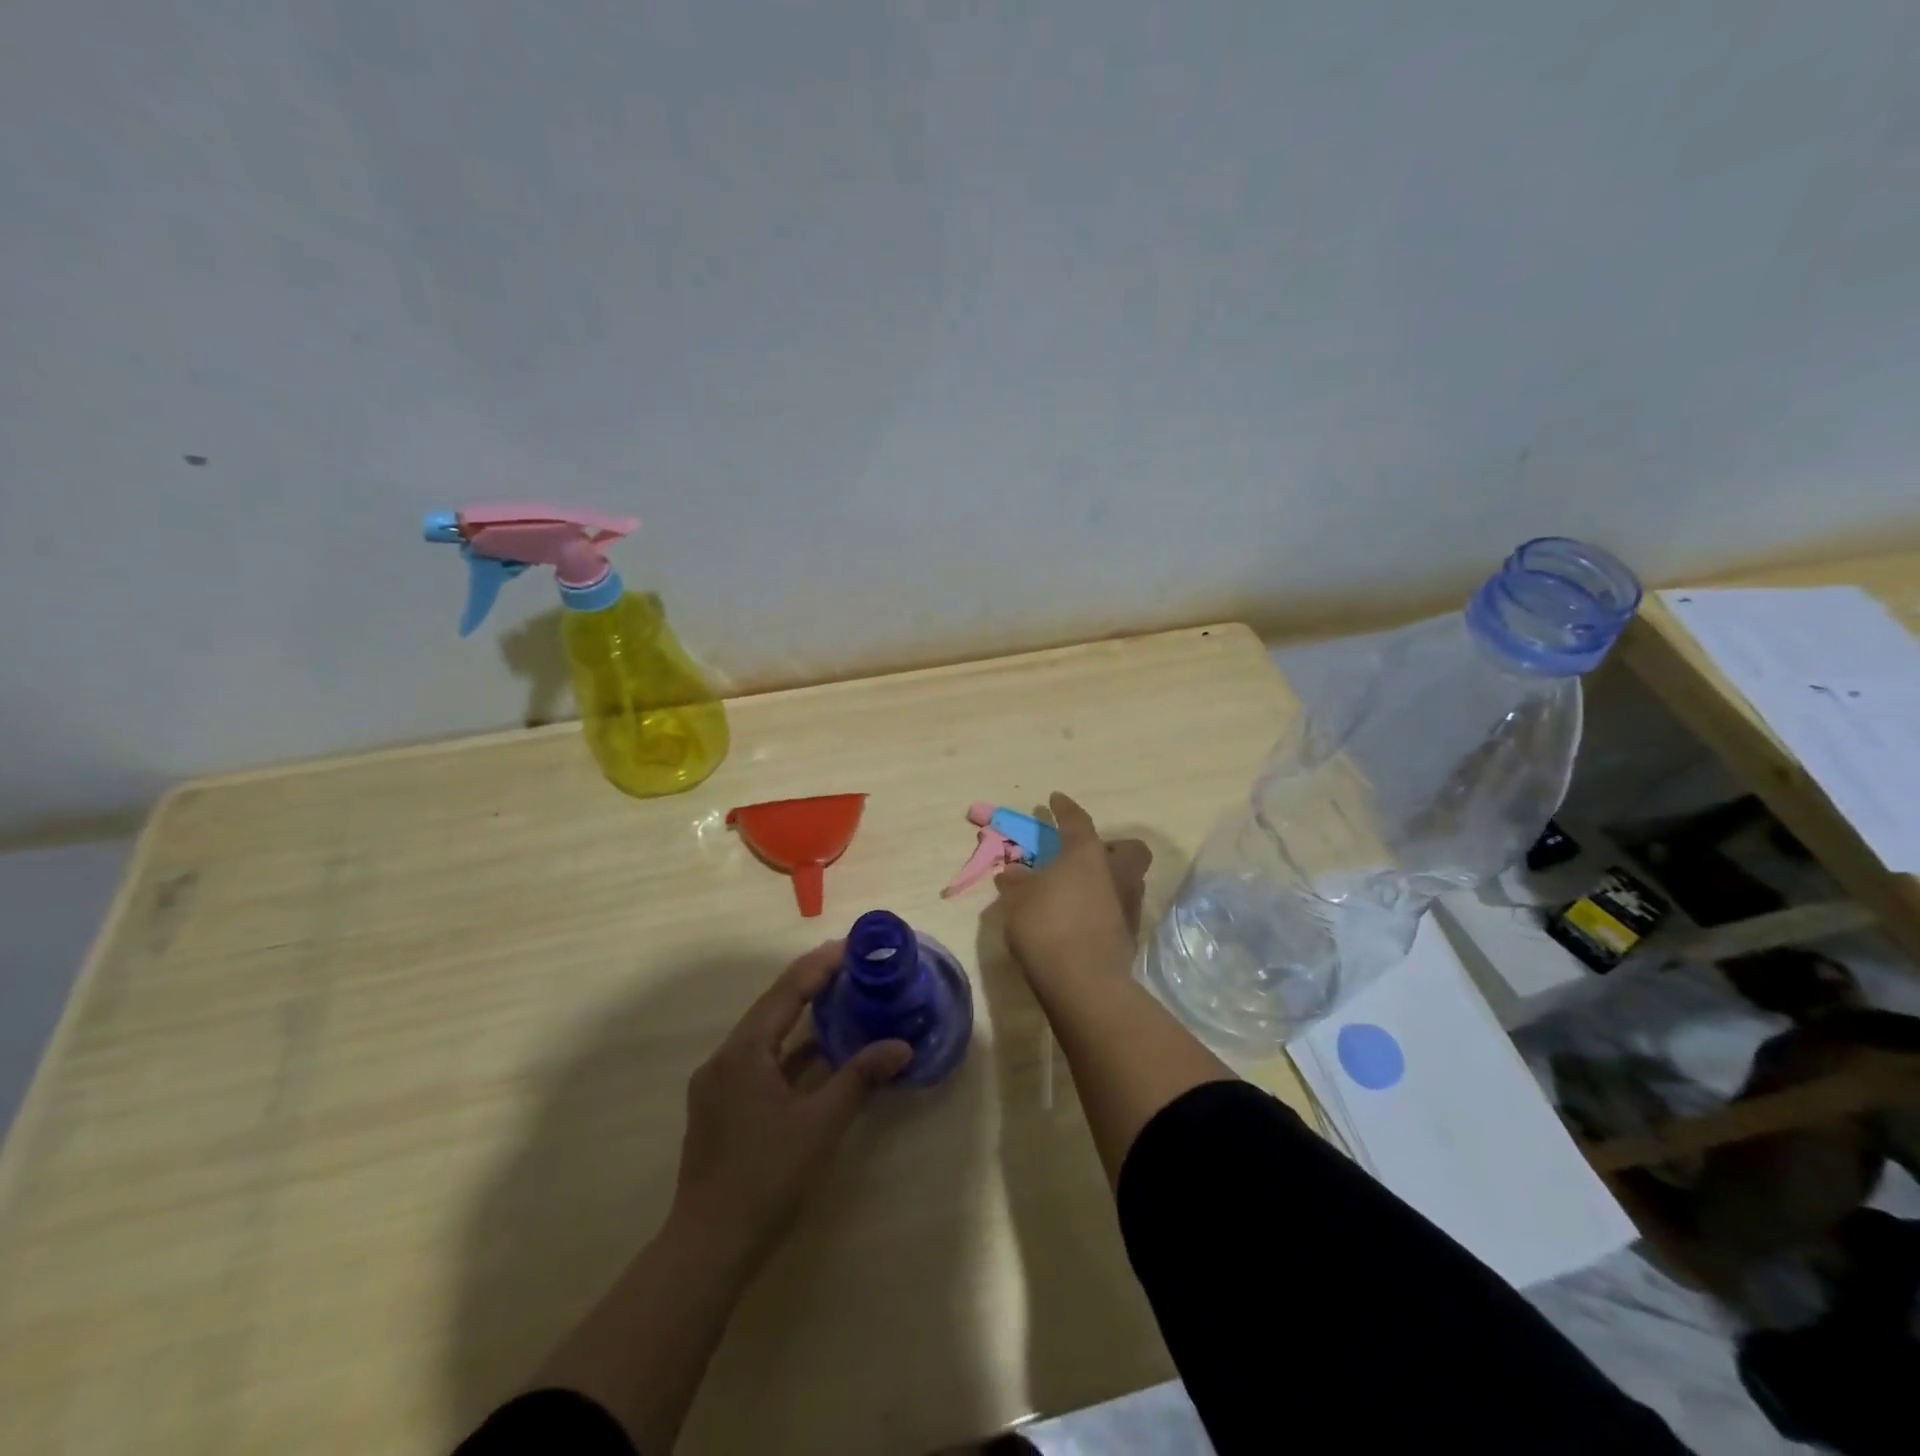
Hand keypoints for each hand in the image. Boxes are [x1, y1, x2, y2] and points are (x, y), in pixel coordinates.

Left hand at [670, 944, 910, 1268]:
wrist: (708, 1247)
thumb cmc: (767, 1177)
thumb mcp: (821, 1124)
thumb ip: (860, 1078)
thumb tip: (902, 1046)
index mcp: (744, 1051)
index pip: (787, 991)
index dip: (820, 965)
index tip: (852, 946)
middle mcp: (725, 1058)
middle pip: (772, 1006)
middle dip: (810, 981)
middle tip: (850, 963)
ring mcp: (718, 1084)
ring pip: (764, 1033)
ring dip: (799, 1014)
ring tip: (839, 995)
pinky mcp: (720, 1107)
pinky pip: (758, 1060)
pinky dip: (788, 1049)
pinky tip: (816, 1052)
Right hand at [994, 793, 1151, 984]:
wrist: (1083, 982)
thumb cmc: (1046, 926)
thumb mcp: (1018, 901)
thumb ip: (1017, 883)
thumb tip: (1012, 873)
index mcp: (1086, 855)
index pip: (1078, 821)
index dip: (1065, 809)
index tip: (1055, 799)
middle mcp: (1116, 874)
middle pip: (1128, 849)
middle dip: (1111, 846)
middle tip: (1084, 856)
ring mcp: (1128, 906)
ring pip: (1128, 880)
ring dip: (1108, 879)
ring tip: (1079, 890)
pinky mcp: (1130, 936)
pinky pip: (1120, 909)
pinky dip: (1105, 908)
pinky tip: (1082, 919)